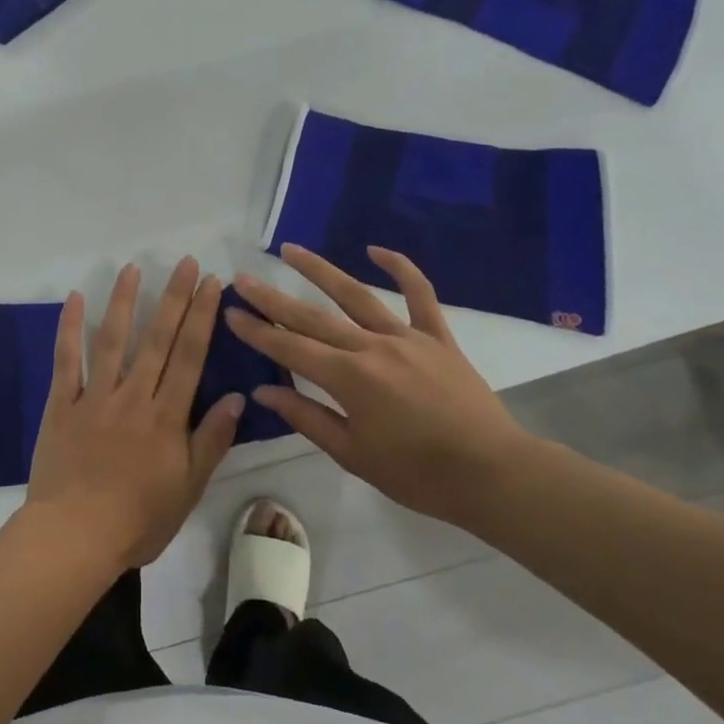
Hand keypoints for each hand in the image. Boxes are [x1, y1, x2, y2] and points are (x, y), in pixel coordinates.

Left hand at [25, 258, 244, 570]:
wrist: (75, 537)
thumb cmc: (138, 520)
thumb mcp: (189, 488)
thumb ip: (211, 440)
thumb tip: (238, 397)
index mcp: (166, 416)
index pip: (190, 356)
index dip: (202, 316)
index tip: (212, 283)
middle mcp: (133, 396)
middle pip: (157, 338)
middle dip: (174, 297)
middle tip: (185, 262)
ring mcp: (95, 396)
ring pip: (112, 339)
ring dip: (124, 301)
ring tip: (133, 268)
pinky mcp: (62, 404)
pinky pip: (66, 360)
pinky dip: (69, 328)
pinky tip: (75, 298)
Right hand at [225, 244, 532, 527]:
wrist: (493, 474)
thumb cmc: (418, 474)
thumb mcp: (353, 454)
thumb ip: (306, 417)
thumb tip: (264, 390)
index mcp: (349, 379)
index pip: (290, 348)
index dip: (257, 331)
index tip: (230, 312)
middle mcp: (371, 347)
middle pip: (312, 317)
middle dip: (272, 298)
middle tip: (243, 278)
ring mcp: (406, 337)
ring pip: (356, 295)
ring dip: (320, 271)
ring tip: (290, 250)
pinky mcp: (437, 337)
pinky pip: (420, 295)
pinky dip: (401, 268)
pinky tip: (376, 249)